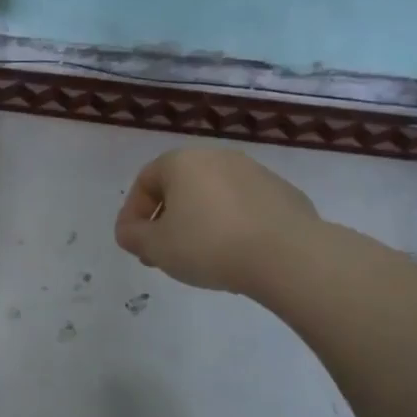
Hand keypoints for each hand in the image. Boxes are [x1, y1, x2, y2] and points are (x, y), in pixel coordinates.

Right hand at [114, 148, 322, 295]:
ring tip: (199, 258)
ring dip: (199, 223)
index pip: (144, 182)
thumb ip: (132, 236)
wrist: (288, 255)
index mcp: (182, 162)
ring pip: (213, 198)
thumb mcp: (155, 247)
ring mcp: (254, 173)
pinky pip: (244, 209)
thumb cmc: (209, 244)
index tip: (134, 244)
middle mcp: (217, 157)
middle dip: (166, 220)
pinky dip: (232, 227)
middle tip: (161, 254)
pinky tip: (235, 256)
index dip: (132, 214)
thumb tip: (129, 231)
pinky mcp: (284, 194)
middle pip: (180, 188)